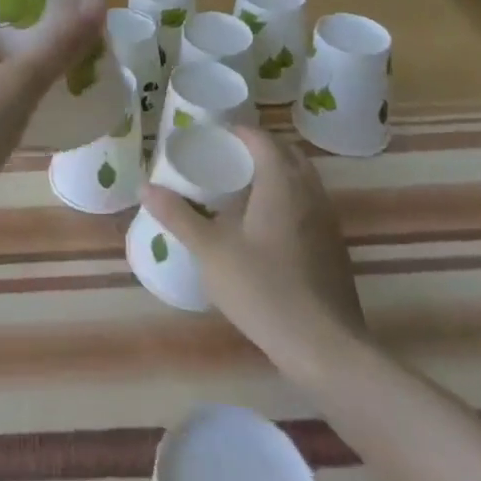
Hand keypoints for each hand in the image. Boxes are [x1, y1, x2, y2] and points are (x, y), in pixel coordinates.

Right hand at [142, 126, 365, 373]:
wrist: (325, 348)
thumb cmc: (264, 288)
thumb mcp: (211, 251)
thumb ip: (179, 215)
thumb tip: (145, 187)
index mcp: (281, 181)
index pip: (261, 138)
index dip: (237, 132)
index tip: (211, 137)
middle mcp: (310, 191)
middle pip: (286, 154)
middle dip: (258, 149)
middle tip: (225, 159)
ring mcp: (328, 220)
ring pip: (301, 180)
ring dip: (276, 174)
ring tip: (242, 189)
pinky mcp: (335, 248)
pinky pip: (309, 205)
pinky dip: (289, 200)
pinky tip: (267, 227)